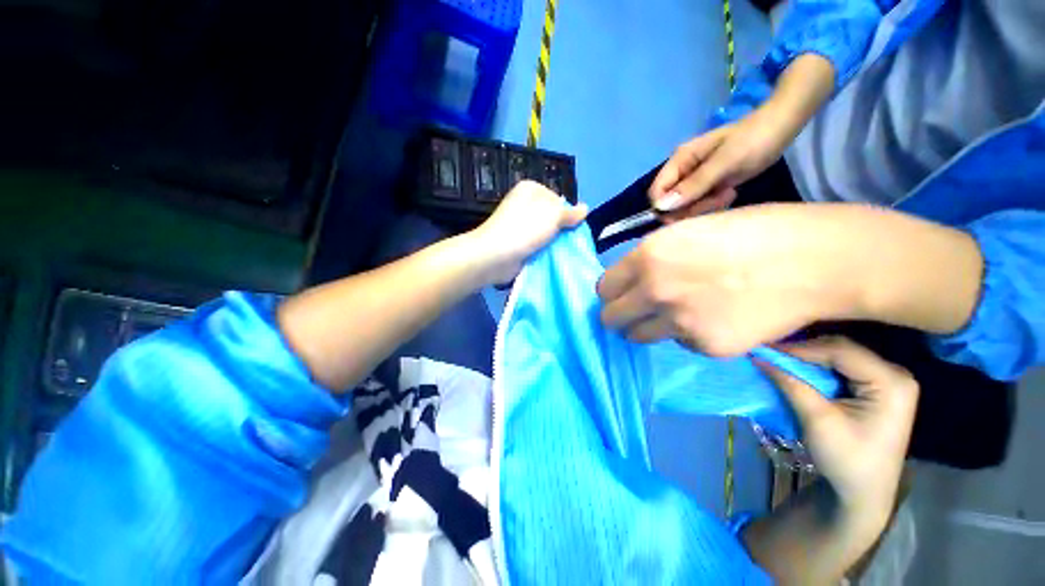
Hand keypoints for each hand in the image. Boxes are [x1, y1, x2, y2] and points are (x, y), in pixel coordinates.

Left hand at [472, 180, 587, 283]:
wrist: (496, 255)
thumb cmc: (525, 228)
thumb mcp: (553, 214)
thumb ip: (571, 212)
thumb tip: (585, 208)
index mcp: (531, 189)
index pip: (558, 198)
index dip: (567, 213)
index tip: (570, 227)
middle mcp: (524, 204)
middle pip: (552, 216)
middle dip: (561, 230)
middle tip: (568, 242)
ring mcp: (519, 225)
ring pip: (545, 233)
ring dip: (553, 243)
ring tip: (560, 252)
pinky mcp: (517, 242)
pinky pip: (537, 245)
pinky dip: (543, 252)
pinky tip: (550, 259)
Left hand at [598, 204, 866, 355]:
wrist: (815, 260)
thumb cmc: (752, 233)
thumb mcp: (687, 233)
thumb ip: (652, 259)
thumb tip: (633, 280)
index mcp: (648, 256)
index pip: (603, 288)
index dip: (611, 292)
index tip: (620, 294)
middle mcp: (654, 291)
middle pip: (611, 318)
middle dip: (619, 315)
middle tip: (635, 311)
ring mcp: (679, 322)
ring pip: (638, 336)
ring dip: (646, 328)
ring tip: (674, 315)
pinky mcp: (706, 347)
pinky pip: (680, 343)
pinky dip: (688, 335)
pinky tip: (715, 320)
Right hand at [649, 53, 836, 217]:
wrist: (782, 127)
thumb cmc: (753, 140)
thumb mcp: (724, 163)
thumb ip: (693, 185)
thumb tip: (661, 207)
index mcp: (679, 161)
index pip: (656, 192)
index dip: (664, 207)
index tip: (686, 213)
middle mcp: (682, 172)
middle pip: (669, 202)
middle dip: (688, 208)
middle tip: (716, 200)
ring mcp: (694, 179)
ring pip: (684, 206)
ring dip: (703, 207)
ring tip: (727, 195)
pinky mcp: (707, 186)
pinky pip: (698, 204)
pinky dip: (711, 205)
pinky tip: (728, 195)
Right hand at [755, 337, 918, 519]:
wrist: (863, 493)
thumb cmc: (846, 460)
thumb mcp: (817, 420)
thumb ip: (791, 384)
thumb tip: (758, 356)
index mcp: (891, 383)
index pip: (841, 351)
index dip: (801, 348)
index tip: (765, 348)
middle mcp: (894, 374)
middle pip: (842, 350)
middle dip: (804, 351)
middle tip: (770, 352)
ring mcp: (887, 381)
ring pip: (840, 356)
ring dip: (808, 358)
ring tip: (778, 358)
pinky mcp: (876, 388)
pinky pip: (842, 367)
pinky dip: (817, 367)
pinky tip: (798, 369)